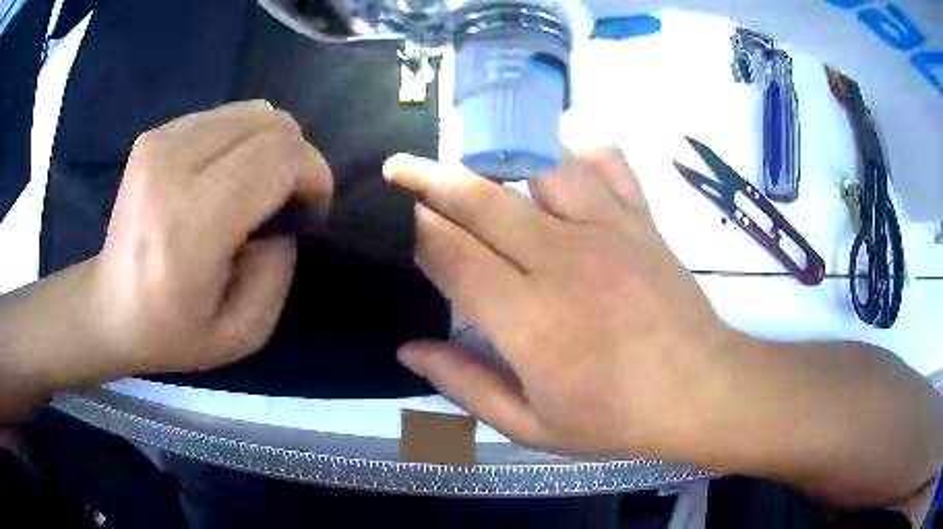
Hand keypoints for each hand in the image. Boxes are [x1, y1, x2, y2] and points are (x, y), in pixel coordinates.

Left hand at [91, 101, 332, 373]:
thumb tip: (286, 209)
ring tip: (255, 186)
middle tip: (287, 198)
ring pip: (252, 112)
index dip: (312, 174)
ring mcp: (159, 143)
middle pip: (269, 124)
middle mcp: (169, 169)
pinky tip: (226, 175)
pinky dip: (242, 140)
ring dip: (270, 146)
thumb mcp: (243, 331)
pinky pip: (226, 116)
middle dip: (297, 156)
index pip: (275, 158)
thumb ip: (279, 268)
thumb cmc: (174, 331)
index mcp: (187, 227)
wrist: (112, 307)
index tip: (312, 206)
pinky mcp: (155, 133)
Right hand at [384, 150, 732, 458]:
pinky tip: (561, 164)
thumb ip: (465, 385)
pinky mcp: (641, 219)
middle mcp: (561, 260)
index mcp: (527, 320)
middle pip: (480, 199)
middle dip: (430, 178)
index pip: (451, 254)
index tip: (398, 216)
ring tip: (475, 161)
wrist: (700, 392)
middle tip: (400, 166)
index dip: (417, 229)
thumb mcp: (531, 425)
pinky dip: (578, 152)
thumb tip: (408, 350)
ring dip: (498, 156)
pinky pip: (606, 162)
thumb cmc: (616, 418)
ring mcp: (607, 230)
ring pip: (539, 165)